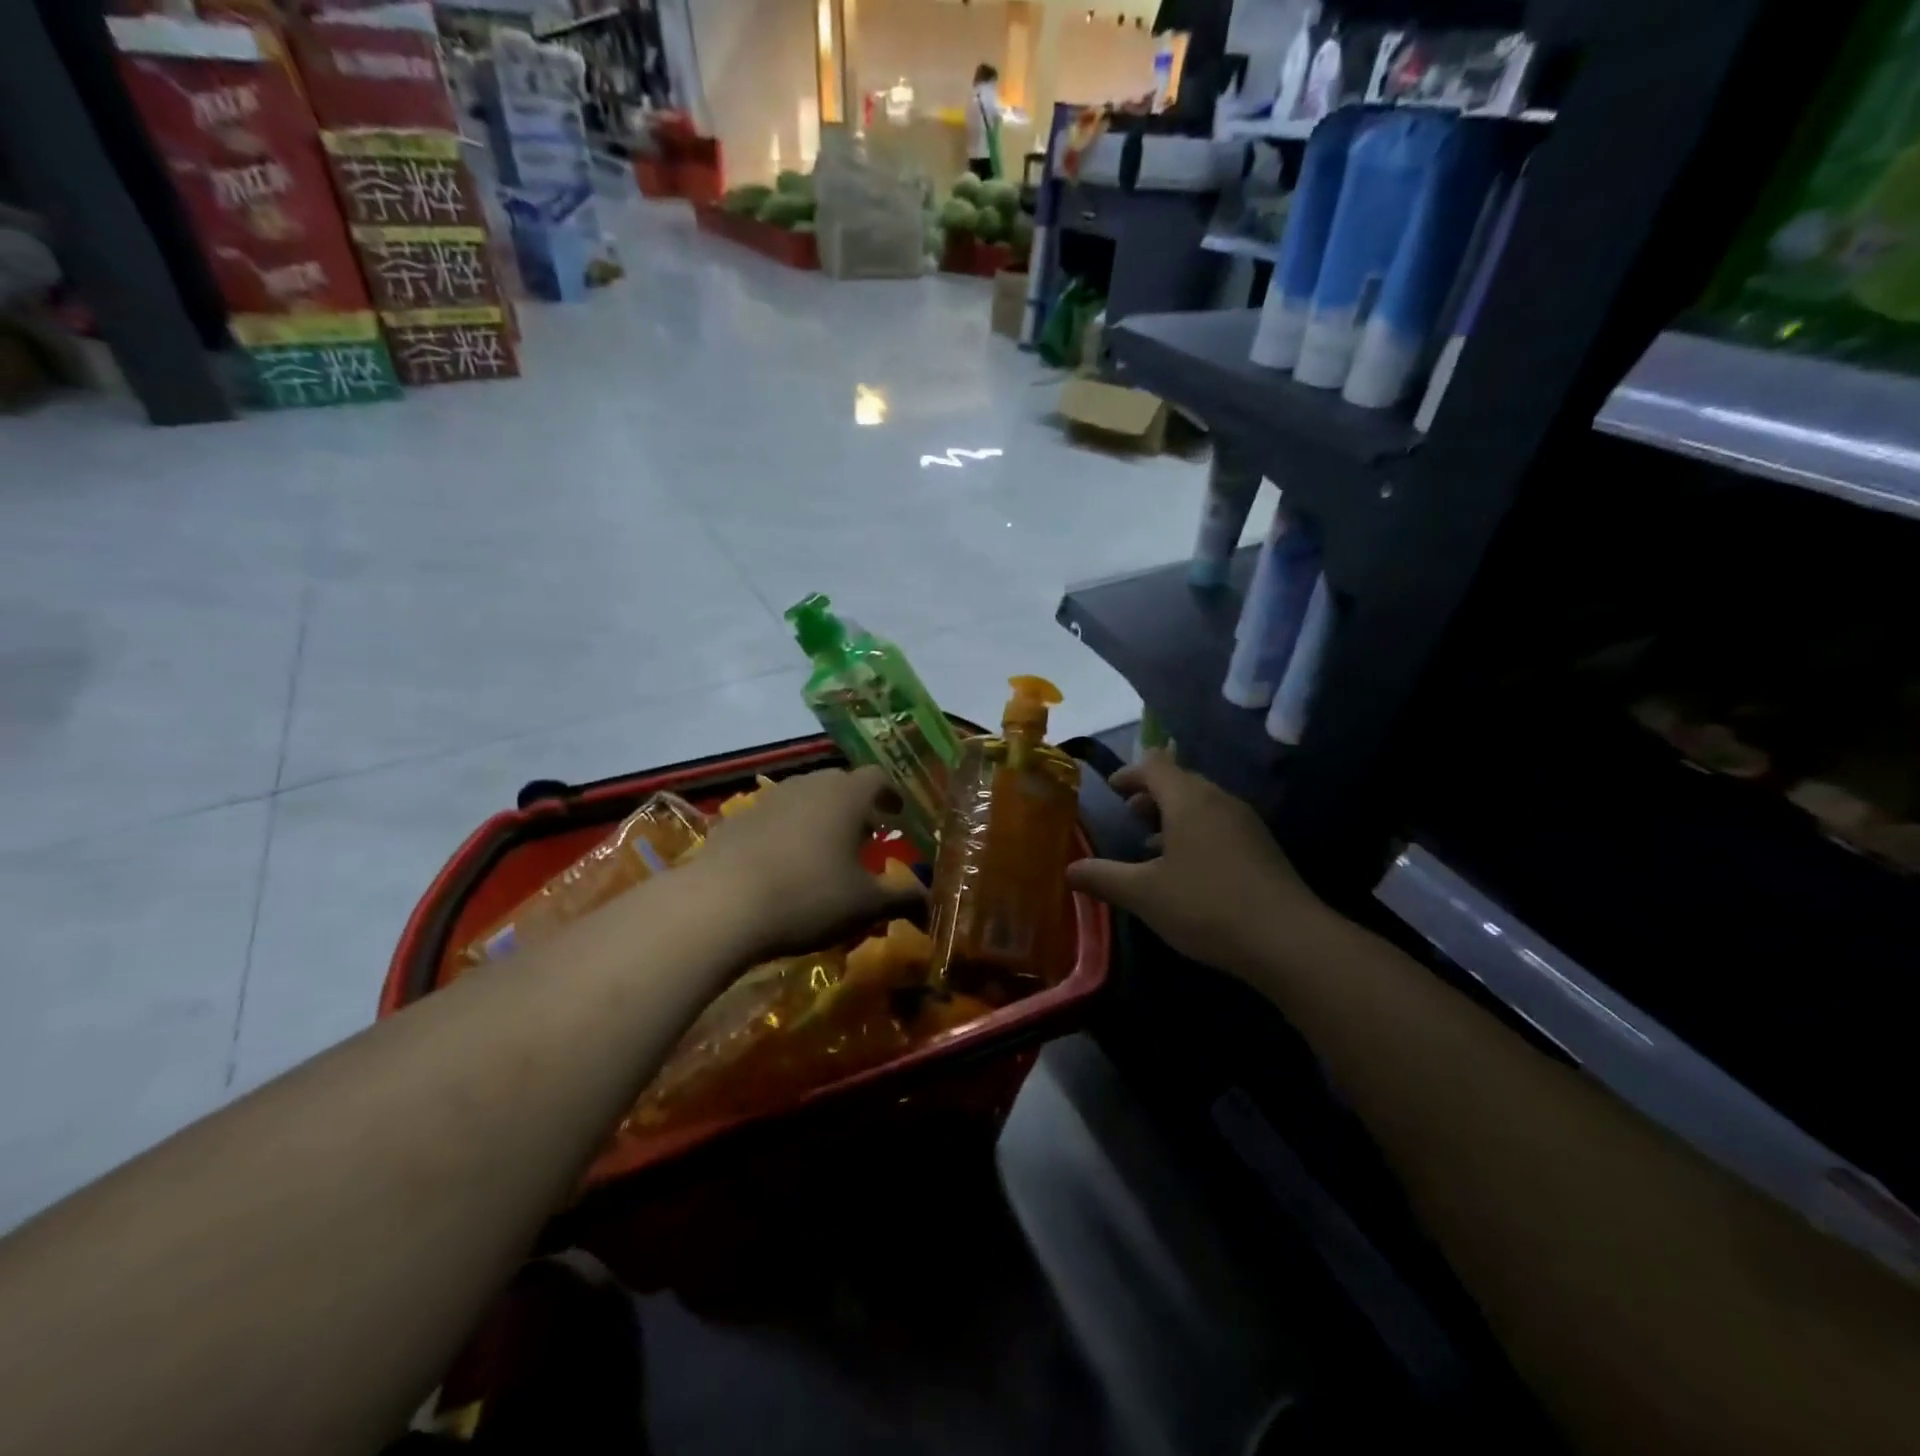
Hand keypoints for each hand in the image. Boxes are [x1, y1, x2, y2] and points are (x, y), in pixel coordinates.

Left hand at [691, 766, 925, 960]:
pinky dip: (787, 832)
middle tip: (867, 834)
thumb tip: (929, 900)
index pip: (877, 777)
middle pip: (839, 784)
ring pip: (804, 798)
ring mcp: (767, 800)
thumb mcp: (865, 905)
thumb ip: (902, 898)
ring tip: (826, 851)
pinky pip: (772, 818)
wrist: (719, 906)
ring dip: (820, 817)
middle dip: (857, 806)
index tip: (899, 814)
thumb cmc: (808, 897)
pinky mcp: (735, 821)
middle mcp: (808, 785)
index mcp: (846, 796)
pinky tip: (782, 865)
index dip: (891, 794)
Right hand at [1066, 751, 1328, 976]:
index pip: (1154, 765)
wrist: (1289, 941)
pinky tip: (1186, 869)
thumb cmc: (1206, 905)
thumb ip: (1103, 877)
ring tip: (1150, 843)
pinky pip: (1219, 826)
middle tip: (1127, 814)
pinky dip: (1195, 834)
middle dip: (1150, 795)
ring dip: (1173, 816)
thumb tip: (1069, 870)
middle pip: (1180, 782)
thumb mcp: (1144, 894)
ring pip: (1202, 806)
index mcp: (1189, 799)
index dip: (1129, 773)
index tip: (1111, 790)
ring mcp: (1246, 824)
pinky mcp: (1262, 849)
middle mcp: (1219, 801)